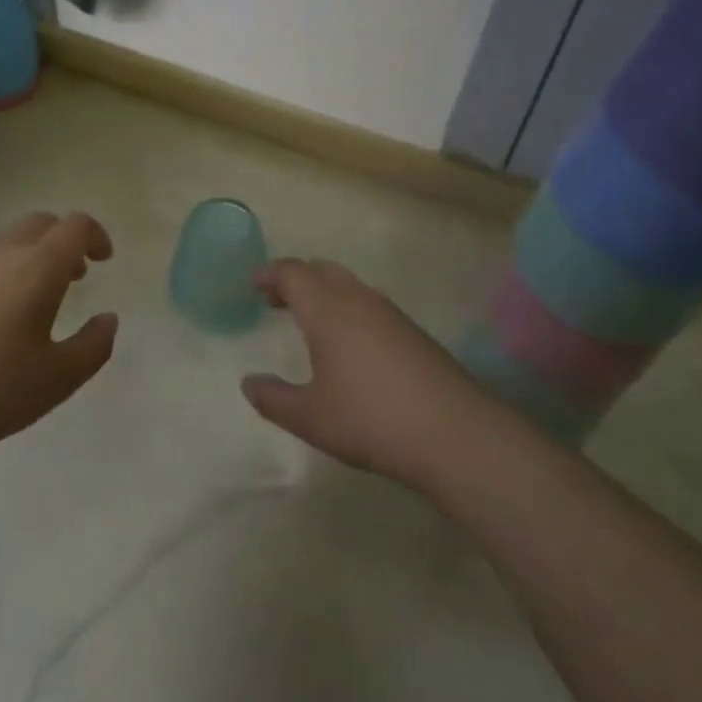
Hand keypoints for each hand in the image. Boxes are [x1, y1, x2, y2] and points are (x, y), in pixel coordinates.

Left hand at [0, 211, 117, 472]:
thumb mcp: (59, 379)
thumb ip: (94, 345)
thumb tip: (108, 319)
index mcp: (36, 267)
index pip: (74, 227)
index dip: (95, 236)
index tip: (104, 260)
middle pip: (39, 224)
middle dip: (63, 241)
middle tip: (74, 277)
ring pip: (5, 241)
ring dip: (30, 255)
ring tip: (34, 299)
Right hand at [241, 258, 490, 489]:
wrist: (454, 432)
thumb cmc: (371, 419)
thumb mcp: (310, 417)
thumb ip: (273, 399)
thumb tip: (248, 382)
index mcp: (327, 309)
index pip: (293, 272)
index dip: (270, 274)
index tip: (253, 284)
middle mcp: (358, 299)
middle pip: (321, 269)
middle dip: (295, 278)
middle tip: (276, 300)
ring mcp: (390, 313)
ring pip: (348, 284)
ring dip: (323, 292)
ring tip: (309, 321)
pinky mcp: (413, 331)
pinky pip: (369, 304)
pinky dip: (347, 308)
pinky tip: (349, 344)